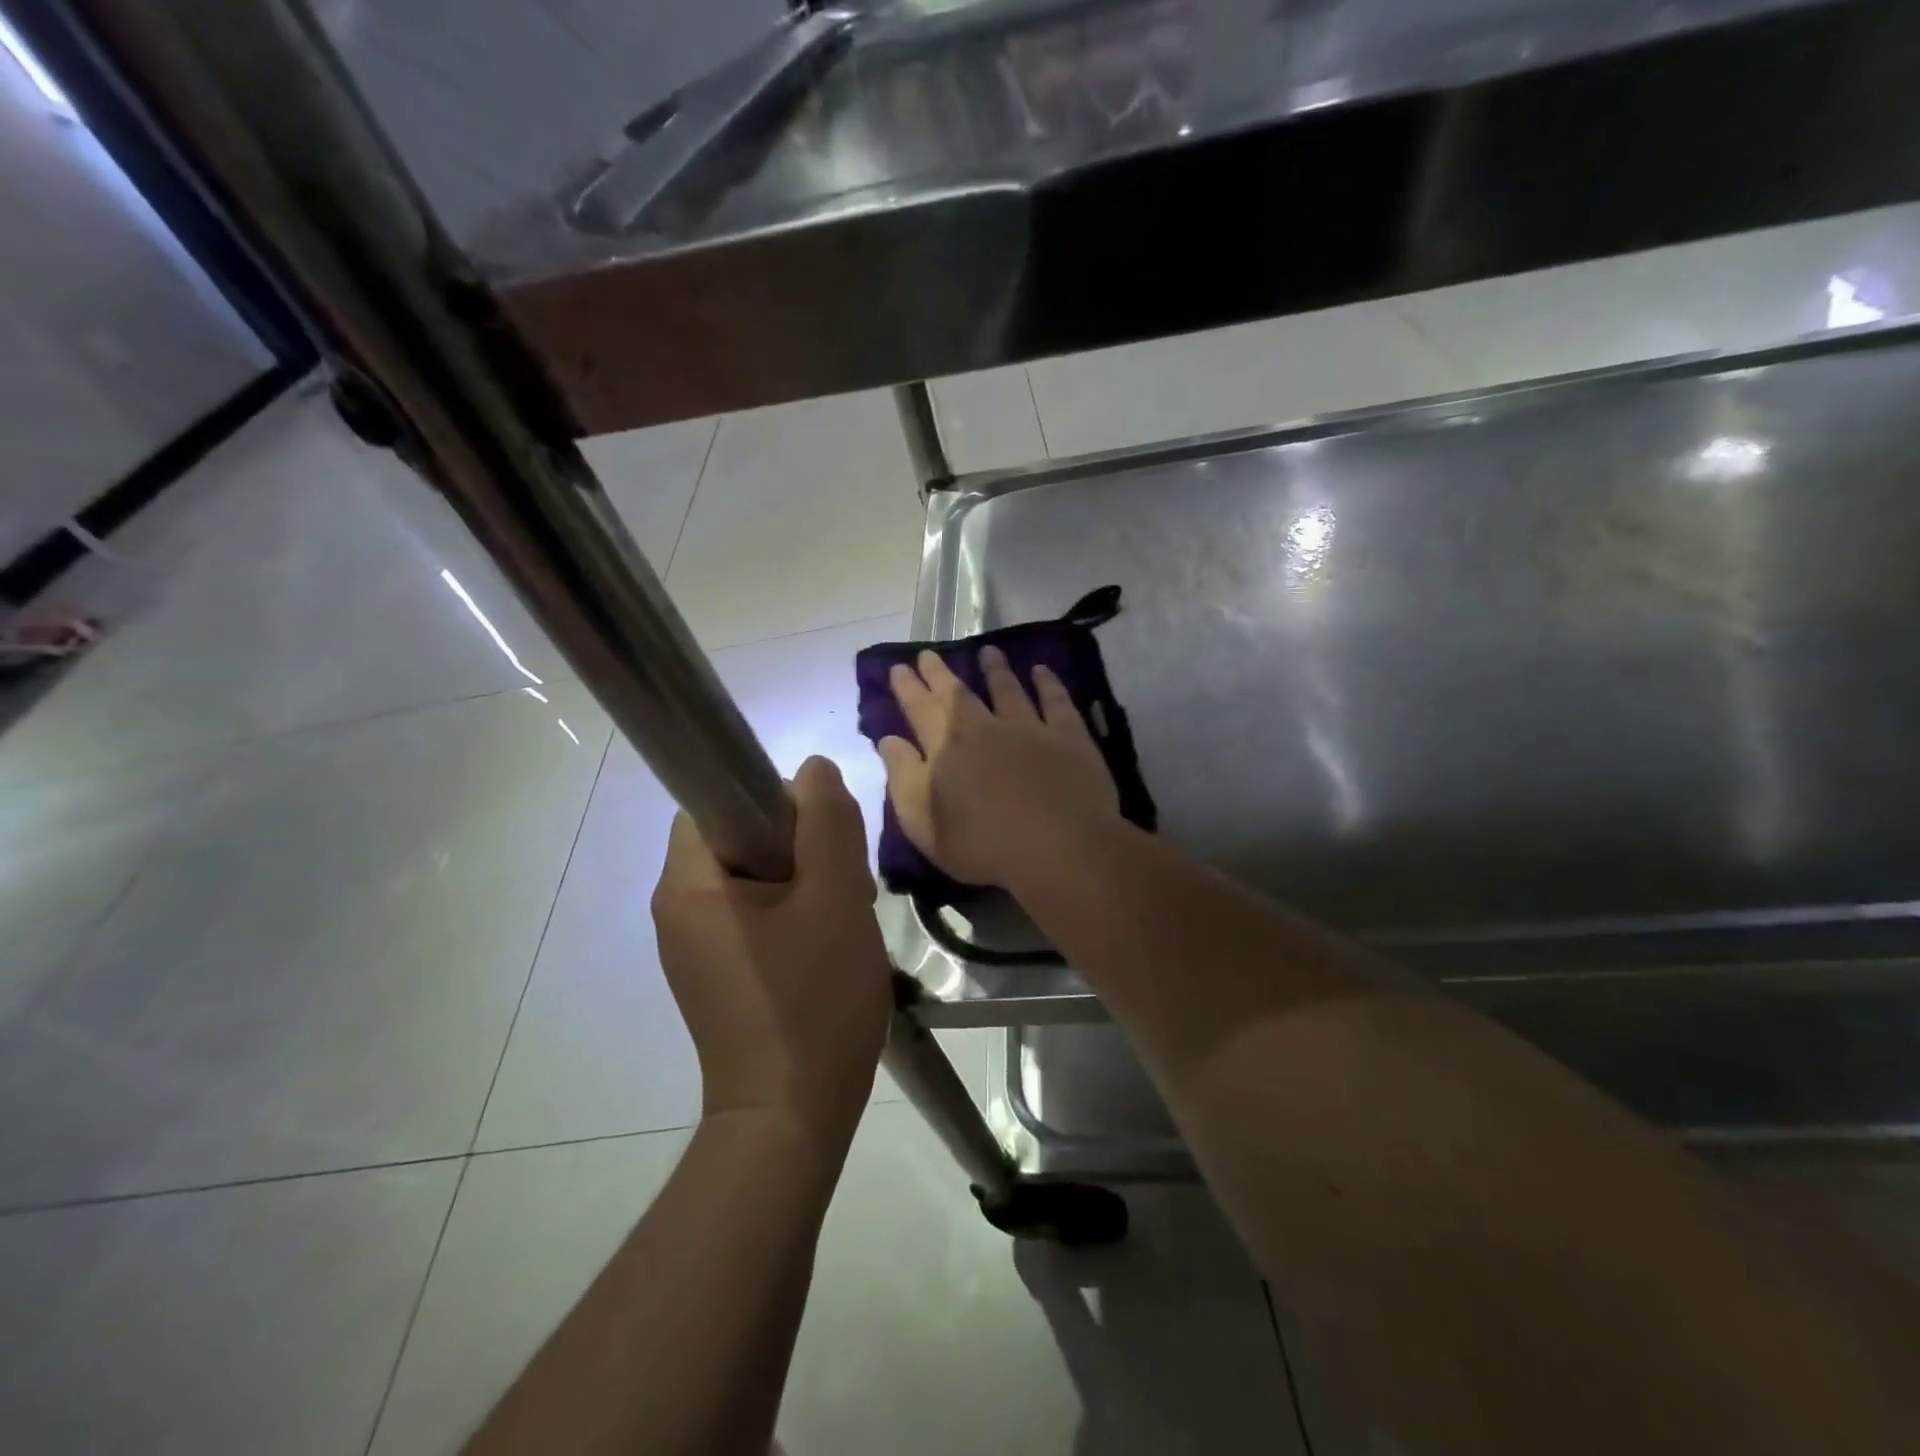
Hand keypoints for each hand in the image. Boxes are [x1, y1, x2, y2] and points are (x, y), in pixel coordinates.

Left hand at [652, 757, 891, 1151]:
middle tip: (844, 882)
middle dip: (797, 846)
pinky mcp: (717, 977)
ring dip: (802, 882)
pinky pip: (752, 919)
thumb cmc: (812, 1000)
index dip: (772, 800)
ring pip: (752, 880)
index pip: (716, 802)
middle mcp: (676, 911)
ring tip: (844, 917)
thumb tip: (813, 771)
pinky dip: (791, 916)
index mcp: (688, 885)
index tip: (820, 833)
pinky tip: (828, 947)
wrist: (791, 1119)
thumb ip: (827, 823)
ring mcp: (694, 949)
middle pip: (738, 841)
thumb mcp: (835, 898)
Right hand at [878, 646, 1121, 888]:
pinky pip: (1055, 700)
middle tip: (929, 653)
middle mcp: (985, 728)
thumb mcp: (925, 825)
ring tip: (987, 651)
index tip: (899, 667)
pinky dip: (1047, 682)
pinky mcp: (1068, 735)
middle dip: (940, 673)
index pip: (920, 710)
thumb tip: (889, 741)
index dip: (908, 688)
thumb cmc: (984, 847)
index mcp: (947, 750)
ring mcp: (1029, 728)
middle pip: (958, 694)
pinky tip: (1041, 670)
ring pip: (1007, 688)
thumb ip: (903, 780)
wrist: (1059, 849)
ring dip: (995, 669)